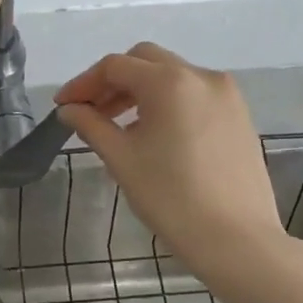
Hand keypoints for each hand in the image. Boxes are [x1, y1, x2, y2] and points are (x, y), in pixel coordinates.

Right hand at [56, 43, 289, 279]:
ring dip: (141, 91)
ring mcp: (227, 95)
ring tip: (119, 126)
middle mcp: (202, 76)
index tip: (63, 107)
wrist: (236, 240)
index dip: (83, 84)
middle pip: (146, 61)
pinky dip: (168, 103)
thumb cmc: (171, 198)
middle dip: (113, 81)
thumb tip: (69, 109)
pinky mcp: (239, 116)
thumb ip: (91, 125)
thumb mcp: (122, 159)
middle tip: (90, 111)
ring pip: (173, 77)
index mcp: (170, 82)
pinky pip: (195, 95)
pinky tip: (155, 135)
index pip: (115, 66)